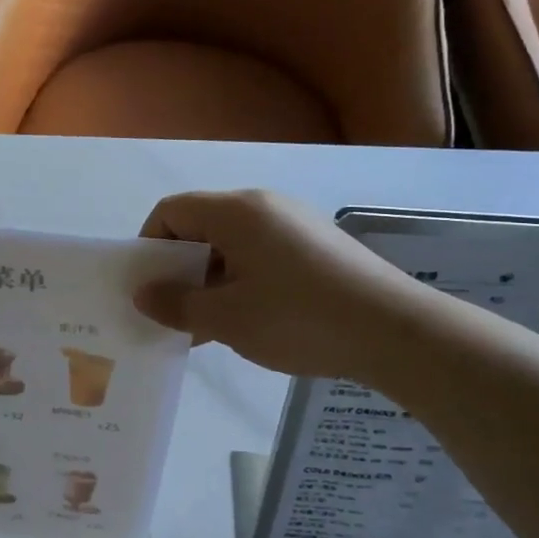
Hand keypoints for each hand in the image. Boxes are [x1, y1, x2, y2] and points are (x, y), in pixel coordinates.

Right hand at [134, 189, 416, 380]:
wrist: (395, 331)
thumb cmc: (299, 318)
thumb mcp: (226, 318)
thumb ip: (177, 304)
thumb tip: (143, 294)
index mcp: (236, 211)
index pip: (171, 211)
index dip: (148, 246)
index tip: (149, 289)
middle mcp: (264, 206)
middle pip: (201, 226)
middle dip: (179, 268)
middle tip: (174, 313)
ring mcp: (295, 224)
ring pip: (232, 245)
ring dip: (210, 280)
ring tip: (209, 327)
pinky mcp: (317, 246)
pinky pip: (261, 255)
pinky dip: (242, 281)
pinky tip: (248, 321)